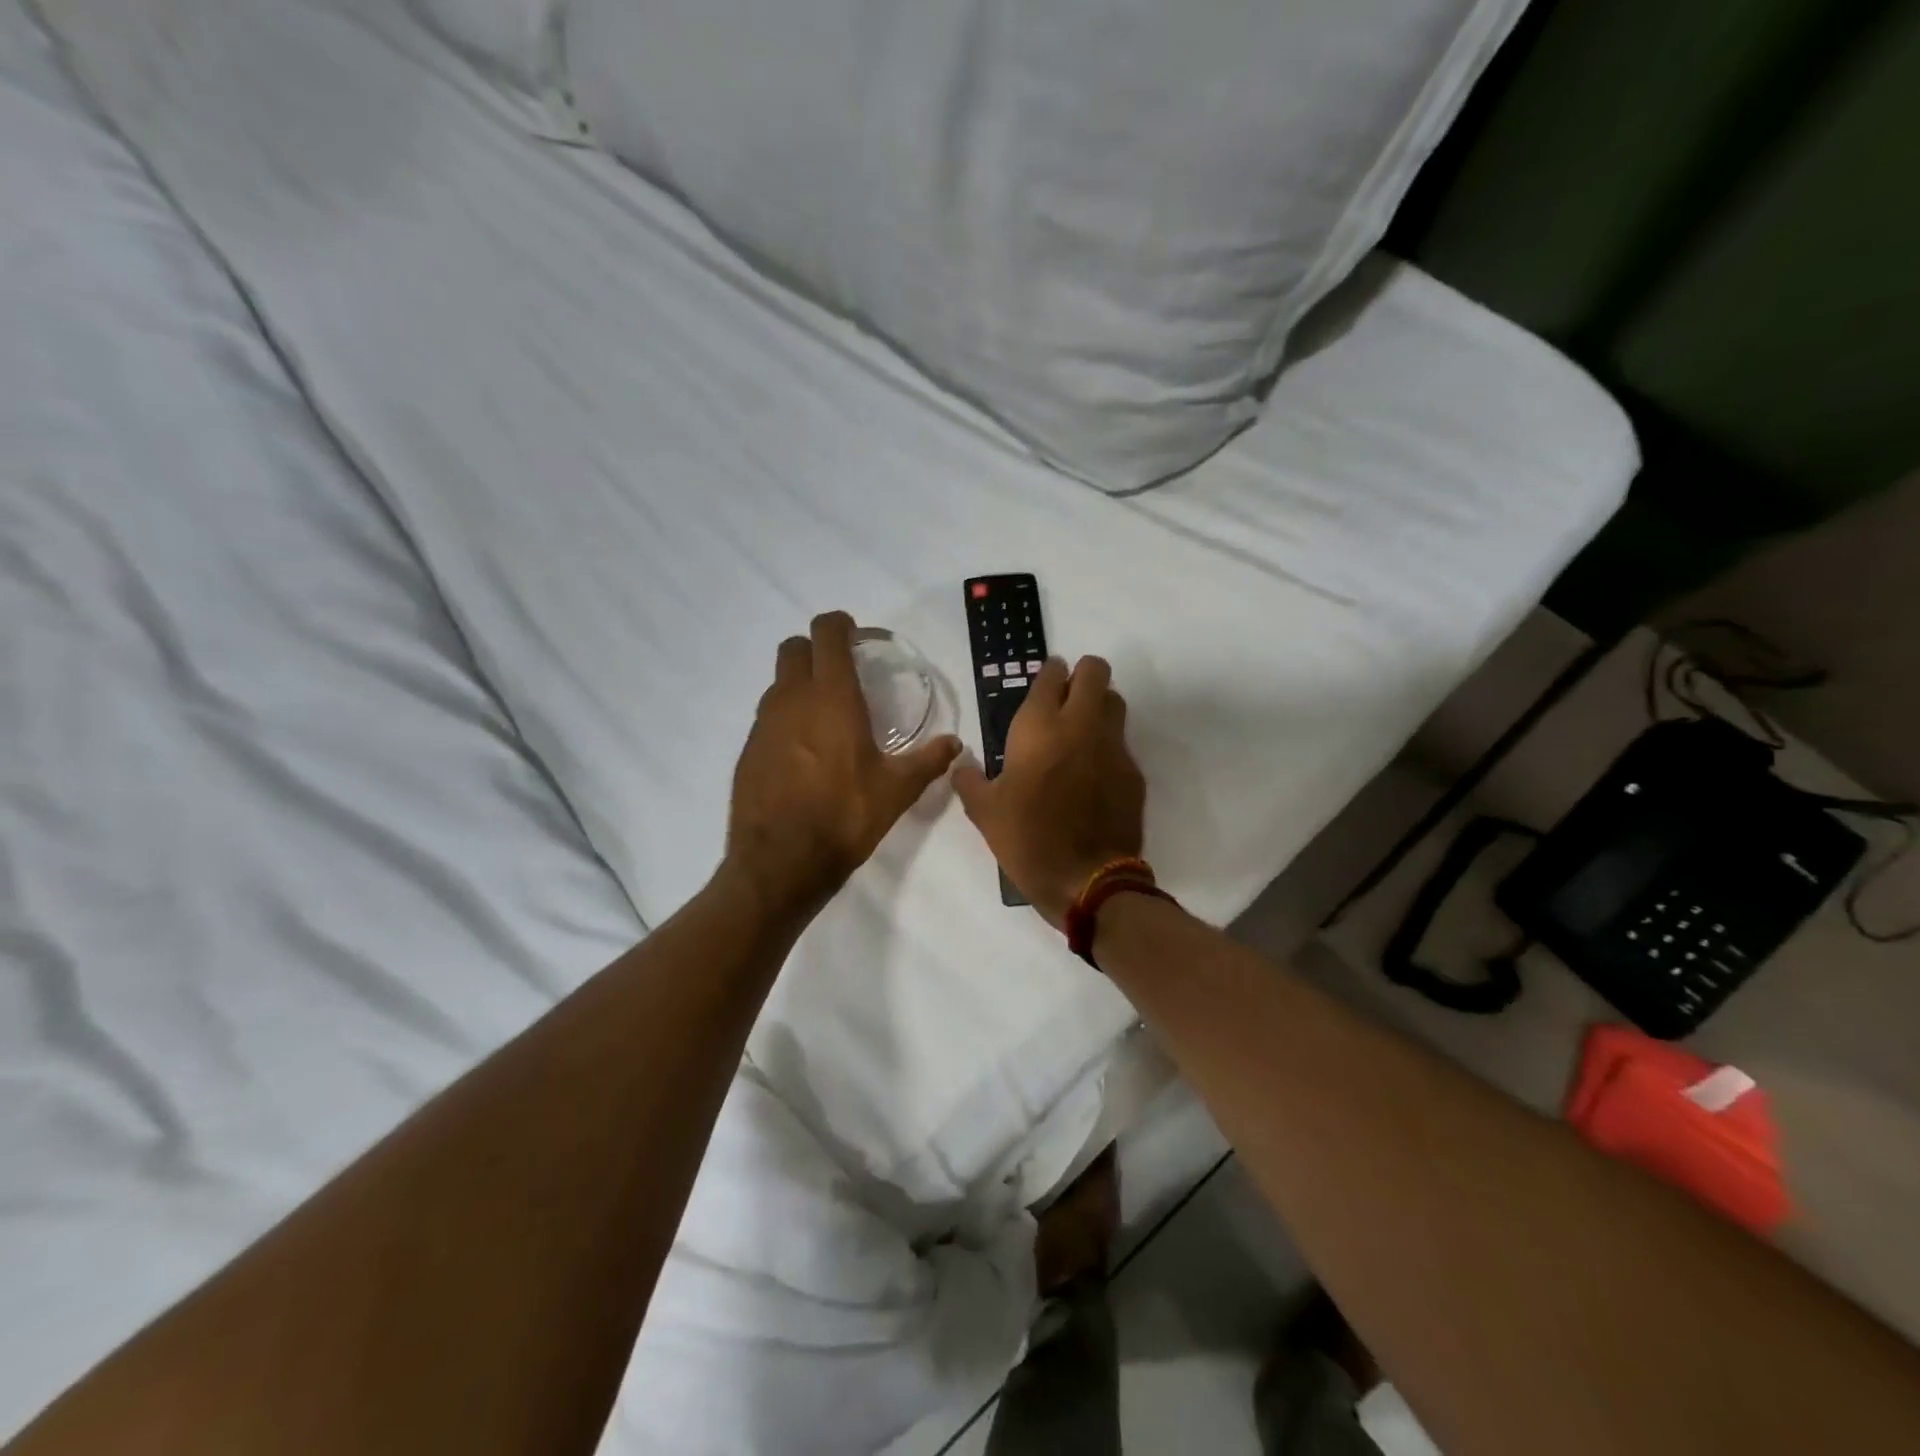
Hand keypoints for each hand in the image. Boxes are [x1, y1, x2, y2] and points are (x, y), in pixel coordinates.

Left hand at [727, 612, 960, 915]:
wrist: (780, 863)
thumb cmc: (845, 817)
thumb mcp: (897, 790)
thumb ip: (928, 761)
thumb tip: (954, 745)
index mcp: (832, 698)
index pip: (826, 633)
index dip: (840, 624)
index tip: (857, 636)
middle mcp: (792, 699)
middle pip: (794, 648)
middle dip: (816, 649)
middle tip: (842, 673)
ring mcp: (764, 724)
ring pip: (778, 682)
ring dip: (800, 684)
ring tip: (826, 715)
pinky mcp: (749, 749)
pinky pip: (768, 717)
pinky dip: (786, 718)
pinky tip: (804, 752)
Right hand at [953, 656, 1145, 927]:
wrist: (1086, 880)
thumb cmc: (1027, 839)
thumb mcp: (984, 812)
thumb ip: (969, 780)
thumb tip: (961, 765)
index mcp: (1039, 728)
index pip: (1051, 675)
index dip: (1049, 672)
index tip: (1044, 681)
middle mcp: (1081, 725)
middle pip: (1095, 671)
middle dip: (1082, 674)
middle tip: (1066, 695)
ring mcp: (1113, 746)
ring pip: (1114, 701)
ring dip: (1099, 703)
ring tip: (1081, 727)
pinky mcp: (1133, 772)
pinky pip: (1121, 742)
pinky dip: (1108, 744)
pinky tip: (1093, 771)